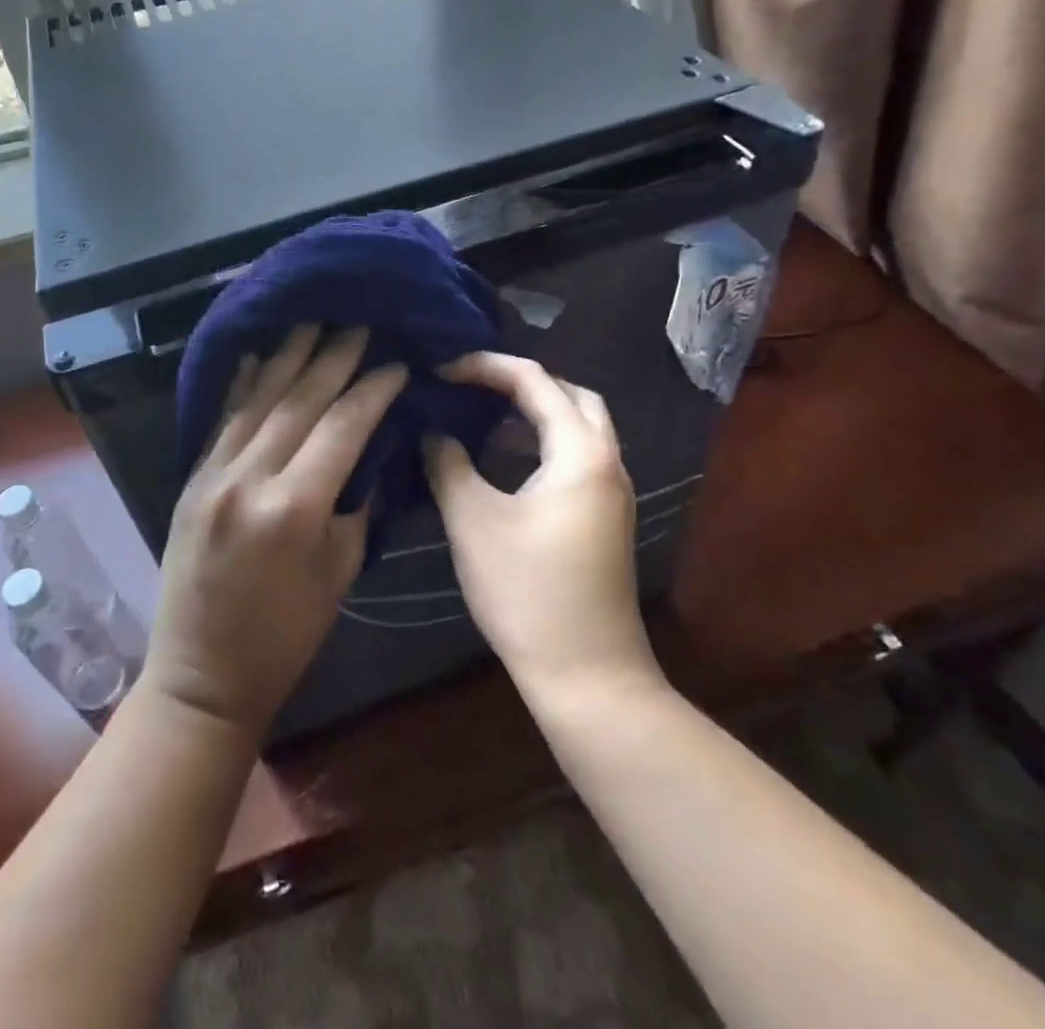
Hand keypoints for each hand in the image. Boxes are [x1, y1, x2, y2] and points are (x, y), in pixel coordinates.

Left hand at [145, 326, 407, 737]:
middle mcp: (249, 479)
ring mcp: (213, 474)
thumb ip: (355, 502)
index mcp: (294, 509)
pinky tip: (258, 353)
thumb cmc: (287, 635)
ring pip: (259, 400)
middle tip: (359, 322)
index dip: (373, 390)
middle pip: (300, 401)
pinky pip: (223, 419)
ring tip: (314, 319)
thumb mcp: (340, 571)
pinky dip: (243, 384)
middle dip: (334, 357)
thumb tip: (371, 448)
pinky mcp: (192, 478)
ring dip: (289, 356)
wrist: (202, 674)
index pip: (343, 427)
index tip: (397, 363)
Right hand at [423, 353, 657, 697]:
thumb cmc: (527, 592)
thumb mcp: (473, 521)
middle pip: (569, 393)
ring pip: (578, 425)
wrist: (588, 676)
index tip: (441, 370)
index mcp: (580, 452)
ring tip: (481, 411)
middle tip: (470, 383)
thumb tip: (432, 431)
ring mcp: (612, 491)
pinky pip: (576, 455)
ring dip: (534, 410)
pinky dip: (542, 441)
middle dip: (520, 380)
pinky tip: (504, 459)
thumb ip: (448, 464)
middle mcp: (607, 461)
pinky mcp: (605, 516)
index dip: (485, 366)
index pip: (535, 380)